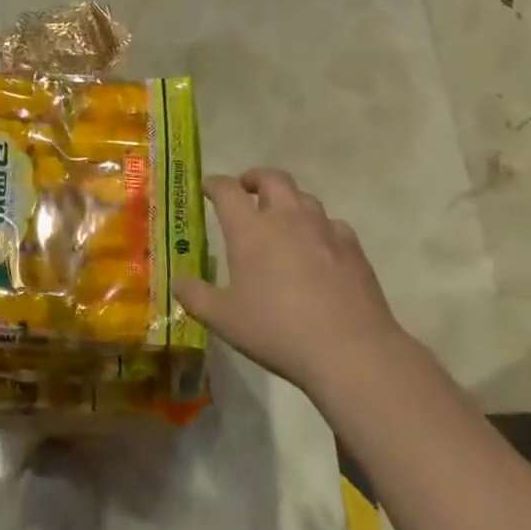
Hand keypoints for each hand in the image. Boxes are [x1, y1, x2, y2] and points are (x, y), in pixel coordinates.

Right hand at [172, 168, 404, 391]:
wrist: (350, 351)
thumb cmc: (277, 330)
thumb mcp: (222, 319)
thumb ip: (194, 296)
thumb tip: (177, 281)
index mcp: (250, 229)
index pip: (227, 189)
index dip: (214, 184)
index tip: (206, 189)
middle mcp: (287, 218)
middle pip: (272, 178)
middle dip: (255, 178)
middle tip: (246, 191)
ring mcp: (324, 230)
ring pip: (304, 197)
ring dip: (288, 200)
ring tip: (281, 219)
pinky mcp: (353, 249)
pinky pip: (333, 225)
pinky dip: (320, 228)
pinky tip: (318, 248)